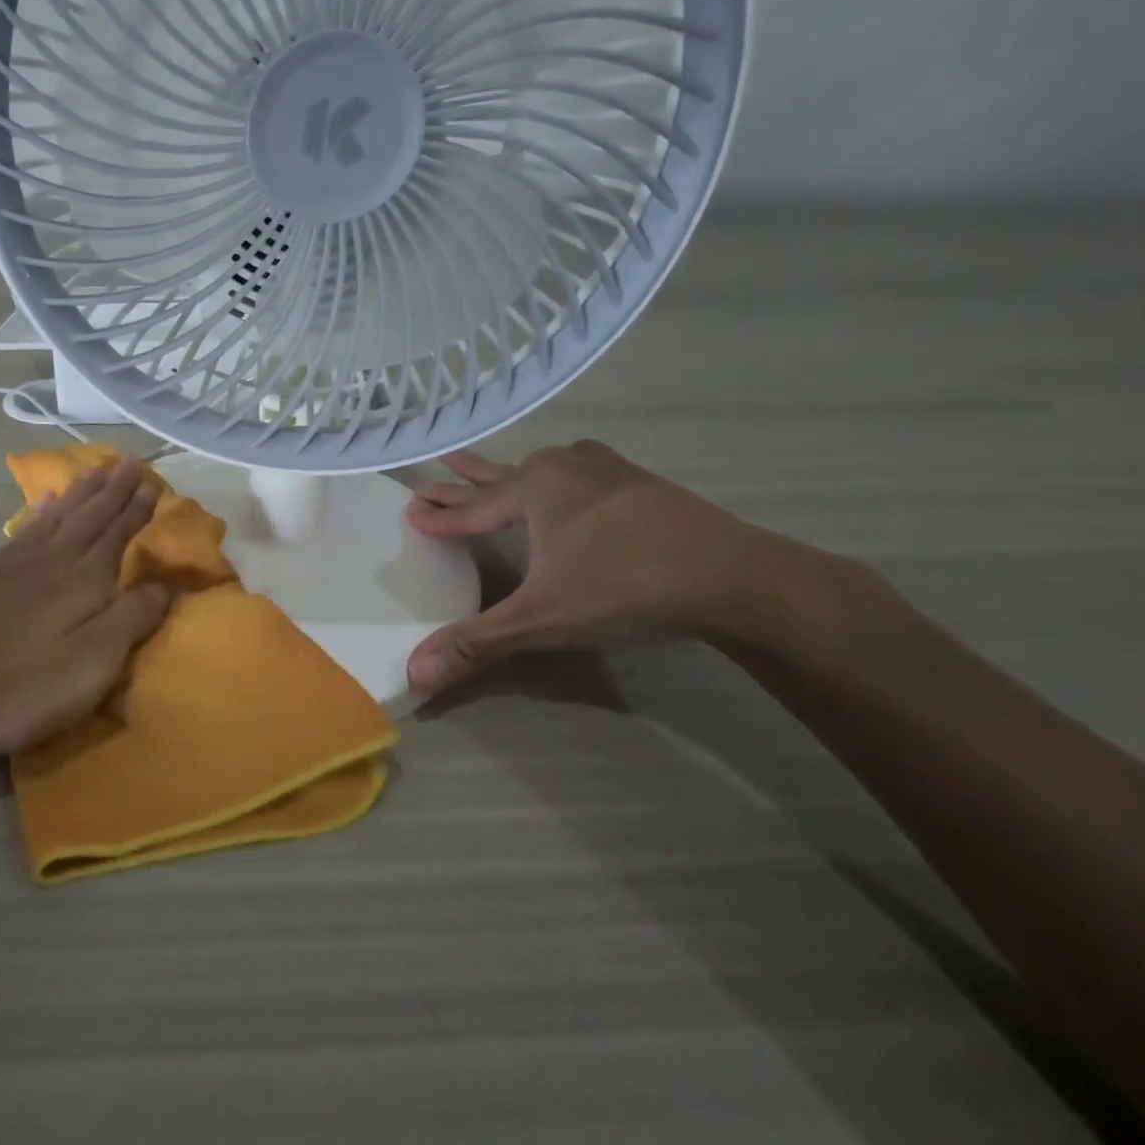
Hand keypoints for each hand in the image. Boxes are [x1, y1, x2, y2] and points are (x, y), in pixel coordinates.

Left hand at [0, 456, 169, 757]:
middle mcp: (53, 561)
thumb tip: (167, 585)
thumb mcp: (91, 663)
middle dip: (112, 490)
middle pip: (90, 517)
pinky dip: (40, 511)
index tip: (152, 482)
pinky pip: (24, 529)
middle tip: (128, 461)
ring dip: (80, 492)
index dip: (136, 510)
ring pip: (58, 516)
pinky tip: (45, 500)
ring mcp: (15, 565)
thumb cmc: (19, 686)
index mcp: (84, 581)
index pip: (119, 535)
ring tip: (95, 469)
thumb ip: (131, 620)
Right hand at [405, 440, 777, 695]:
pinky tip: (567, 474)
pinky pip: (577, 469)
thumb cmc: (624, 588)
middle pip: (498, 478)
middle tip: (432, 469)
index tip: (410, 509)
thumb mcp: (541, 620)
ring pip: (540, 467)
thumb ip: (475, 645)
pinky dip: (555, 472)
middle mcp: (561, 468)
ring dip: (509, 471)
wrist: (735, 576)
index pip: (470, 508)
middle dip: (463, 480)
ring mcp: (603, 469)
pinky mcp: (637, 481)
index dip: (439, 515)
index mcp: (532, 490)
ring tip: (489, 468)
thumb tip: (413, 676)